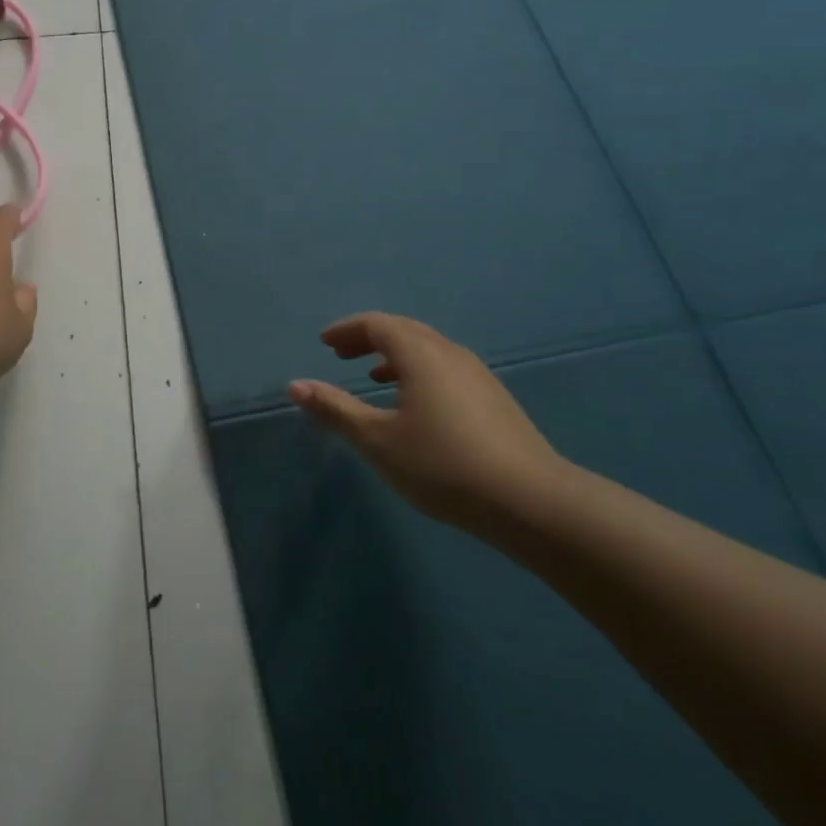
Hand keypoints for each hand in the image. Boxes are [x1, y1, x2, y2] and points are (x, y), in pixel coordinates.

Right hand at [288, 313, 567, 533]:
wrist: (531, 501)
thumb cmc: (443, 465)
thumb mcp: (379, 440)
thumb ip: (335, 410)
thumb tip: (294, 385)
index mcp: (420, 354)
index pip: (377, 324)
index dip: (346, 330)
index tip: (324, 344)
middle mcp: (449, 353)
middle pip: (403, 330)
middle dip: (368, 338)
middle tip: (341, 354)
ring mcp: (477, 374)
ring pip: (427, 349)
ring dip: (394, 355)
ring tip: (372, 375)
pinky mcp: (493, 398)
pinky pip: (445, 367)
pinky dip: (418, 371)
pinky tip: (415, 404)